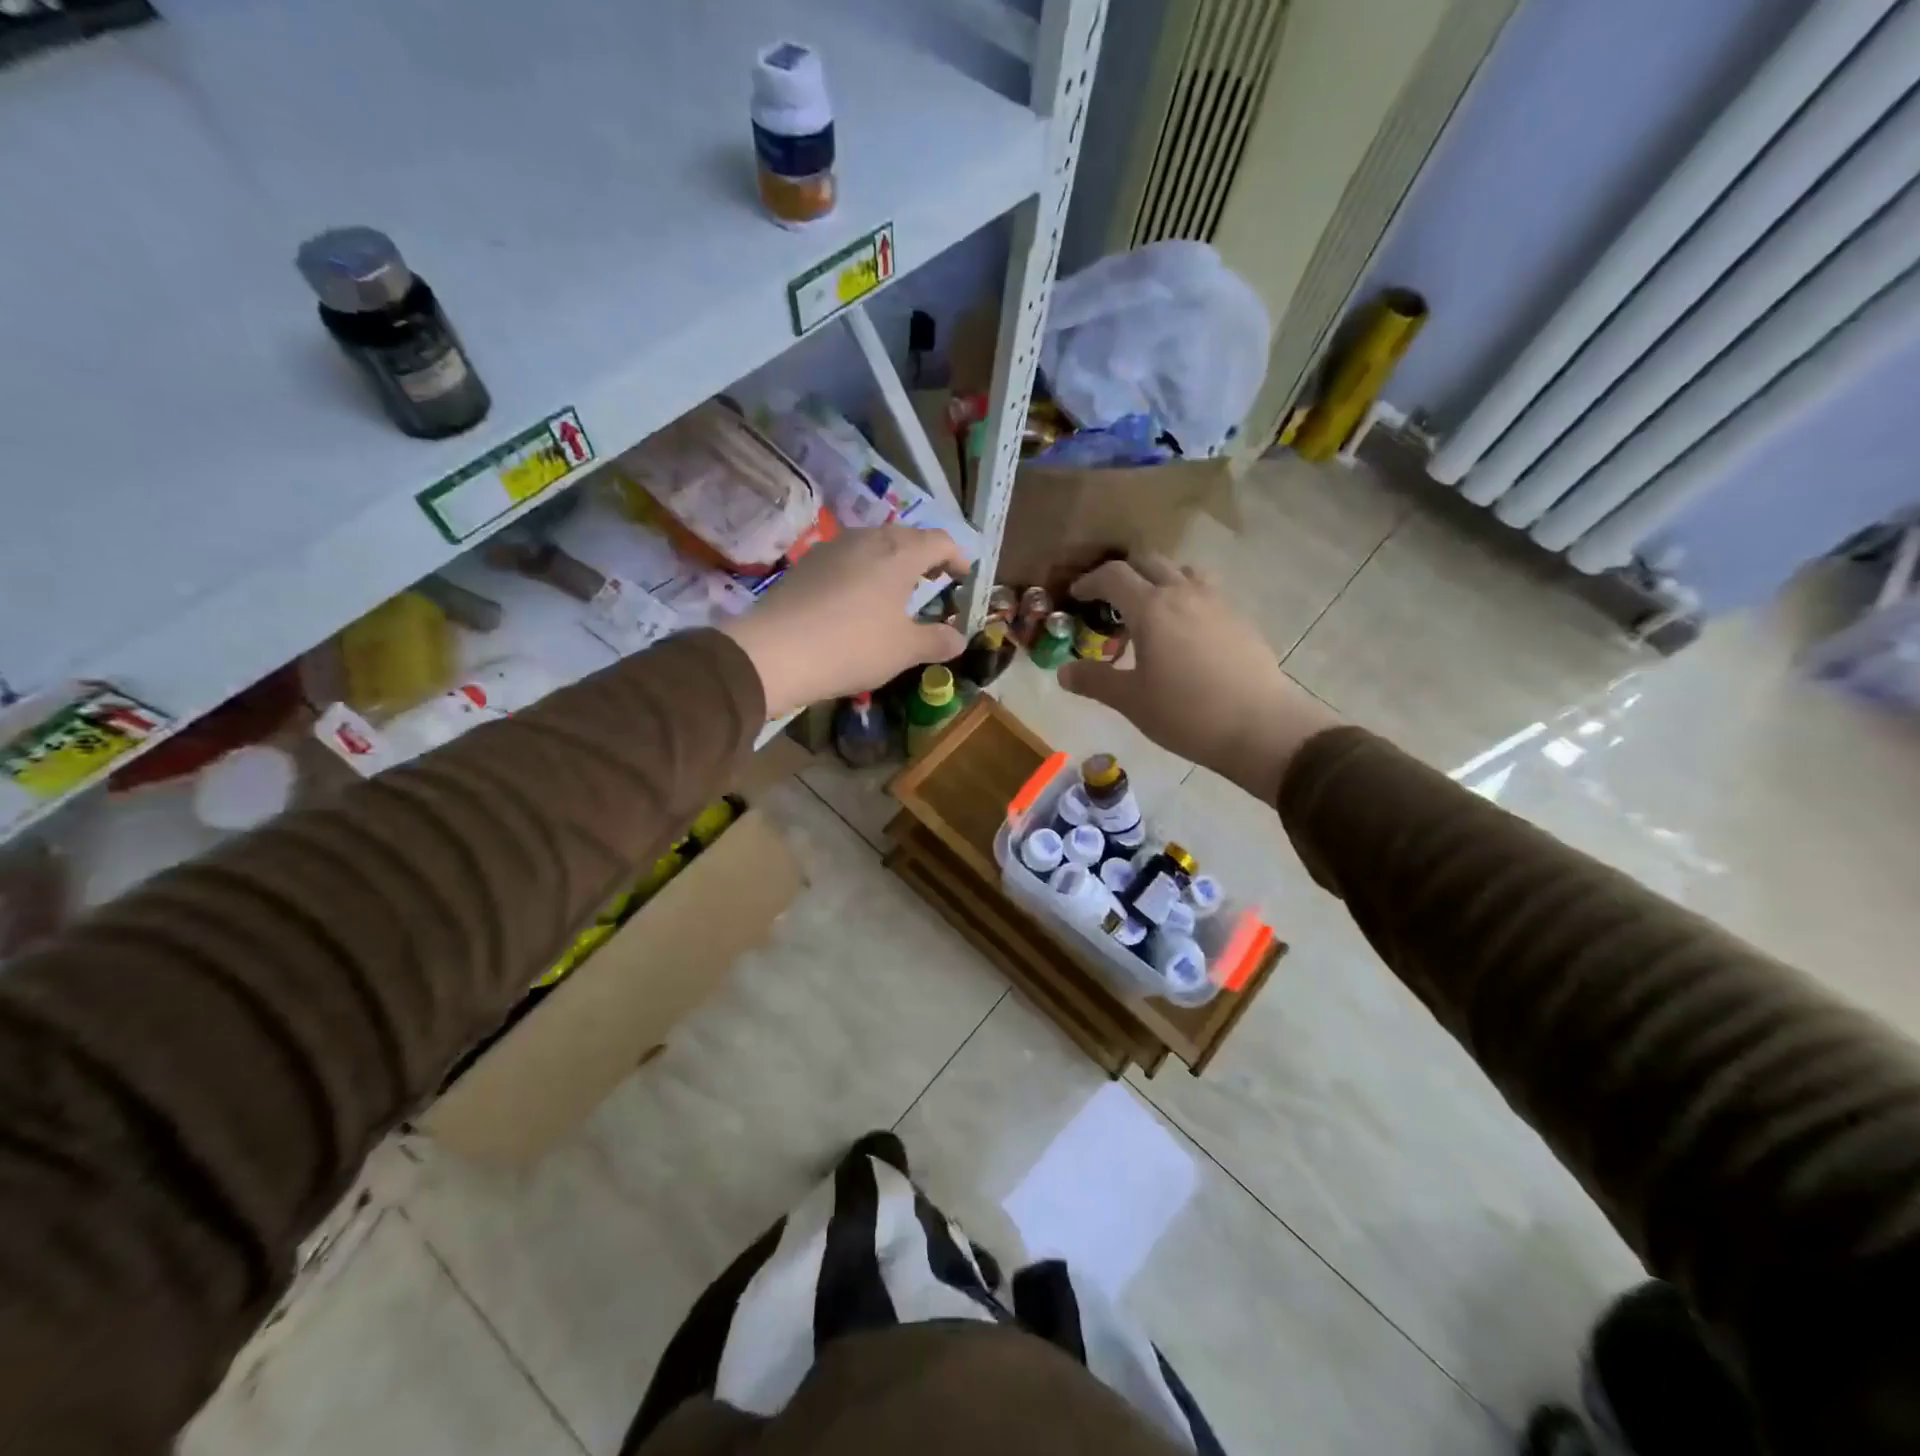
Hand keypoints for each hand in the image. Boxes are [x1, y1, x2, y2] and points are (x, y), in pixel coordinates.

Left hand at [721, 525, 969, 718]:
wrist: (775, 652)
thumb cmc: (853, 646)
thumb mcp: (904, 650)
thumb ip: (937, 641)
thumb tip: (960, 639)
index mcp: (899, 553)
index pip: (940, 540)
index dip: (958, 556)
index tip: (965, 576)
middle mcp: (867, 539)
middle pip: (906, 537)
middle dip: (925, 556)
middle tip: (934, 580)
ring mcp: (833, 548)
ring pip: (873, 544)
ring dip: (892, 562)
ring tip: (897, 590)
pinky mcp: (807, 564)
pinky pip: (847, 558)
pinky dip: (863, 571)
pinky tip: (858, 599)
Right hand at [1059, 555, 1341, 802]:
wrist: (1260, 727)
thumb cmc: (1185, 713)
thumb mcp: (1131, 700)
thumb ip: (1094, 680)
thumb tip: (1063, 672)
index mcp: (1151, 608)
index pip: (1114, 576)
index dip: (1090, 581)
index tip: (1077, 595)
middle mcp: (1184, 593)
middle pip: (1150, 562)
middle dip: (1125, 574)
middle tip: (1110, 600)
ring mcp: (1218, 602)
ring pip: (1184, 571)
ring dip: (1161, 580)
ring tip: (1152, 610)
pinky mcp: (1240, 619)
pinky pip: (1208, 592)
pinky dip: (1188, 598)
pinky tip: (1186, 633)